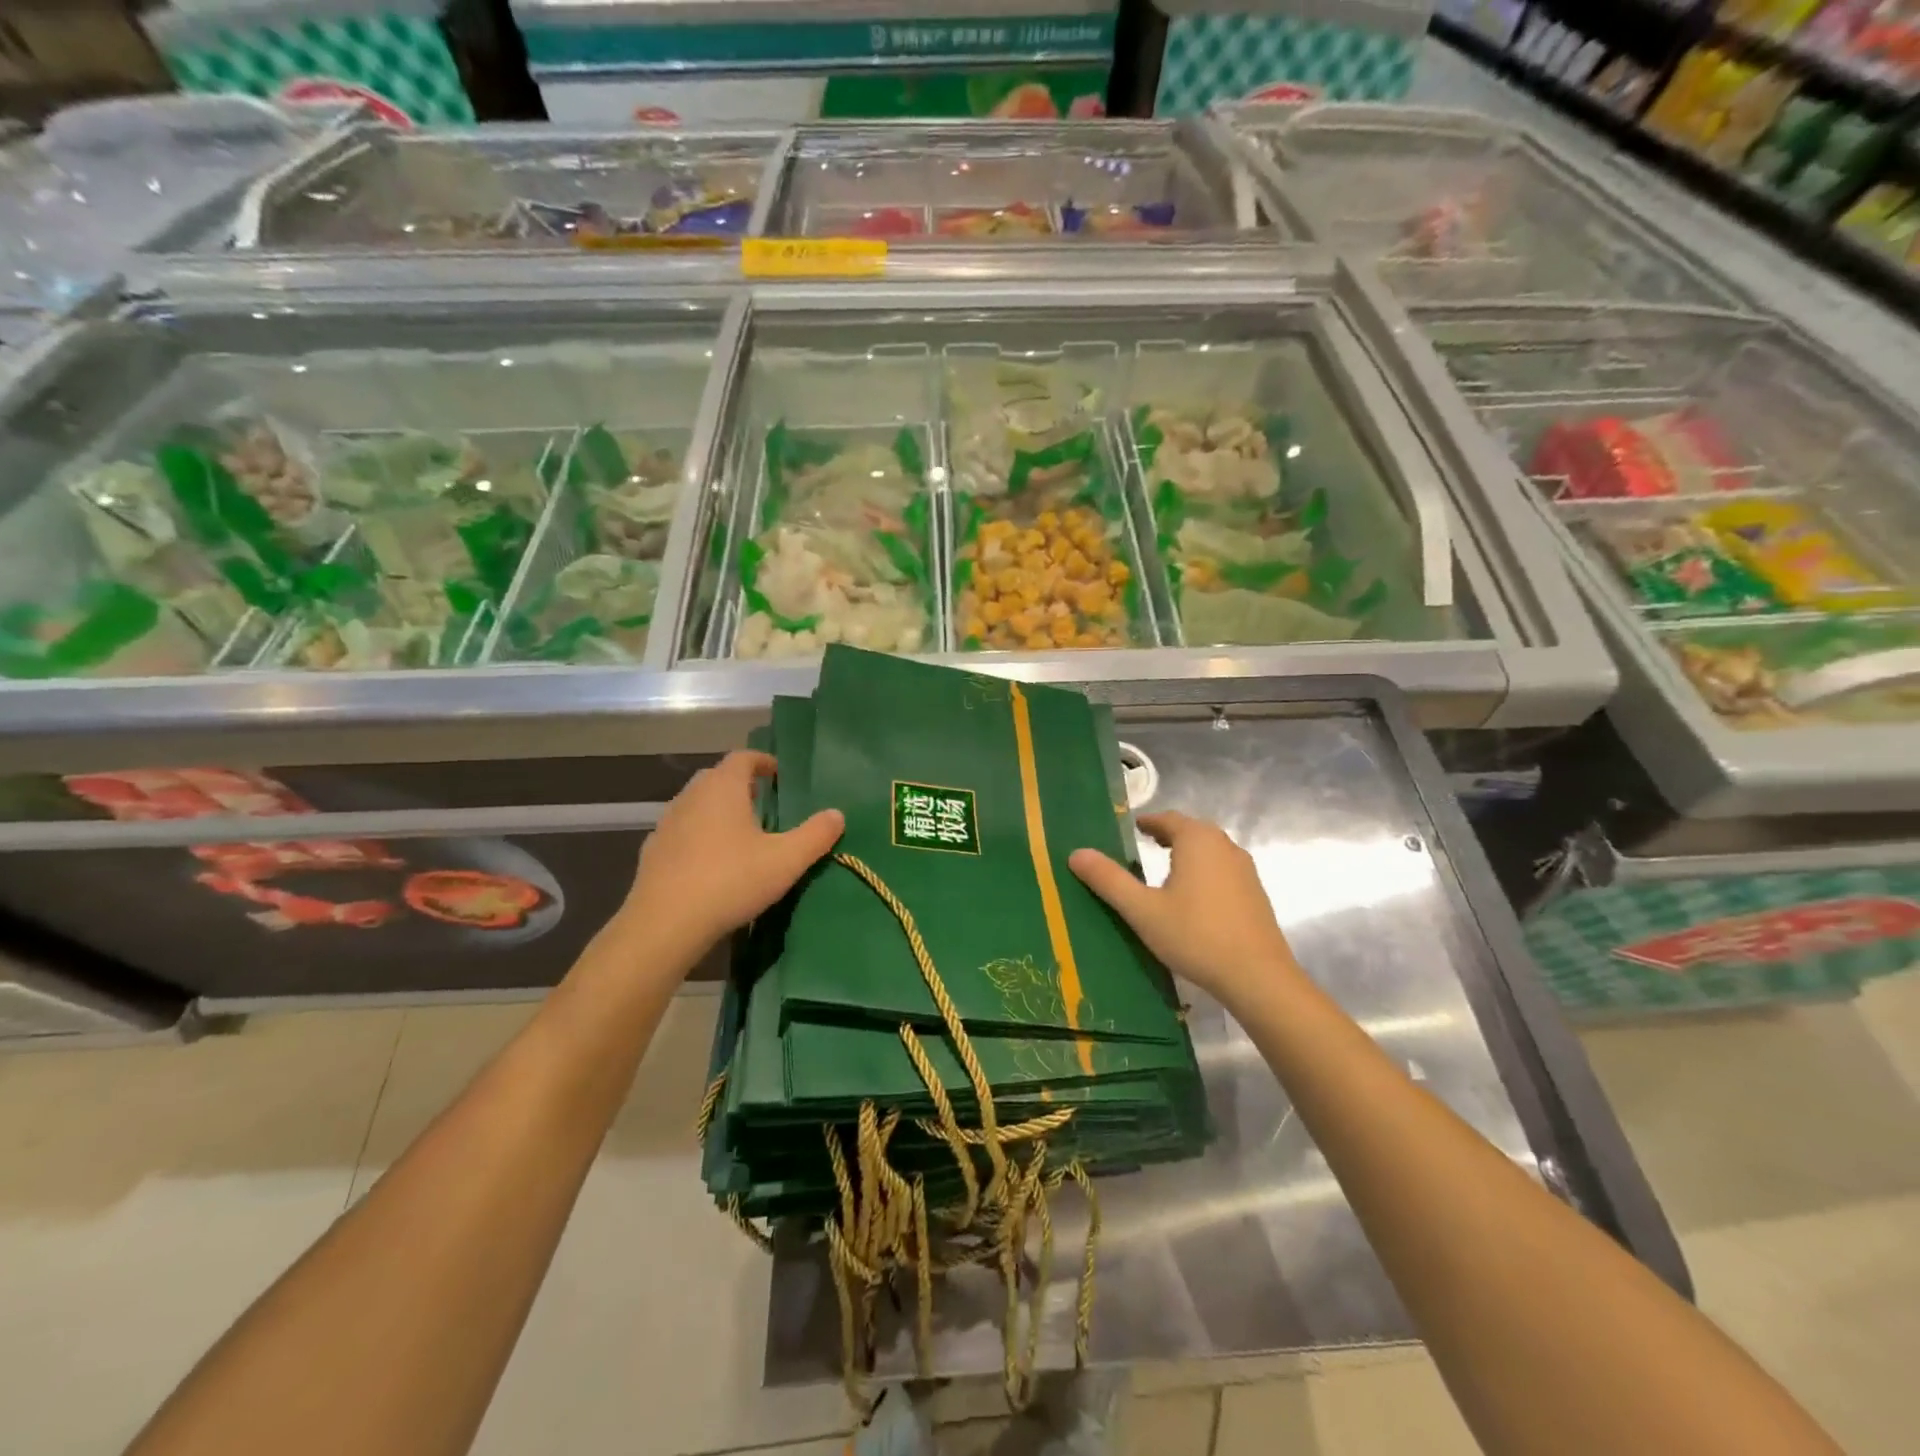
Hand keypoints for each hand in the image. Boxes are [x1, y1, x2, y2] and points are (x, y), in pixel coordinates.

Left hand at [623, 751, 843, 965]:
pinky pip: (682, 833)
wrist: (664, 925)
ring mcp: (666, 824)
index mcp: (722, 788)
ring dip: (719, 812)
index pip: (742, 758)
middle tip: (766, 806)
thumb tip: (837, 814)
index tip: (780, 775)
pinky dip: (699, 837)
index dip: (763, 762)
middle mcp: (691, 796)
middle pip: (718, 778)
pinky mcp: (653, 852)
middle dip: (742, 787)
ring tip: (742, 836)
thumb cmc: (730, 881)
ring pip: (697, 805)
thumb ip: (815, 835)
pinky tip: (712, 864)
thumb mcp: (786, 860)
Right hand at [1069, 811, 1299, 1007]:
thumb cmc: (1195, 936)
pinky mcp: (1256, 893)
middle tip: (1143, 846)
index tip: (1131, 829)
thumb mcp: (1143, 910)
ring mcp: (1245, 869)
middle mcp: (1224, 845)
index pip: (1167, 819)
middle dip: (1167, 835)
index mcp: (1197, 840)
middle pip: (1191, 831)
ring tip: (1165, 870)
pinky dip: (1204, 872)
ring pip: (1210, 850)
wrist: (1258, 977)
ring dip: (1187, 853)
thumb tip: (1076, 853)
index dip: (1147, 822)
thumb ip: (1109, 880)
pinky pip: (1223, 870)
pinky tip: (1194, 898)